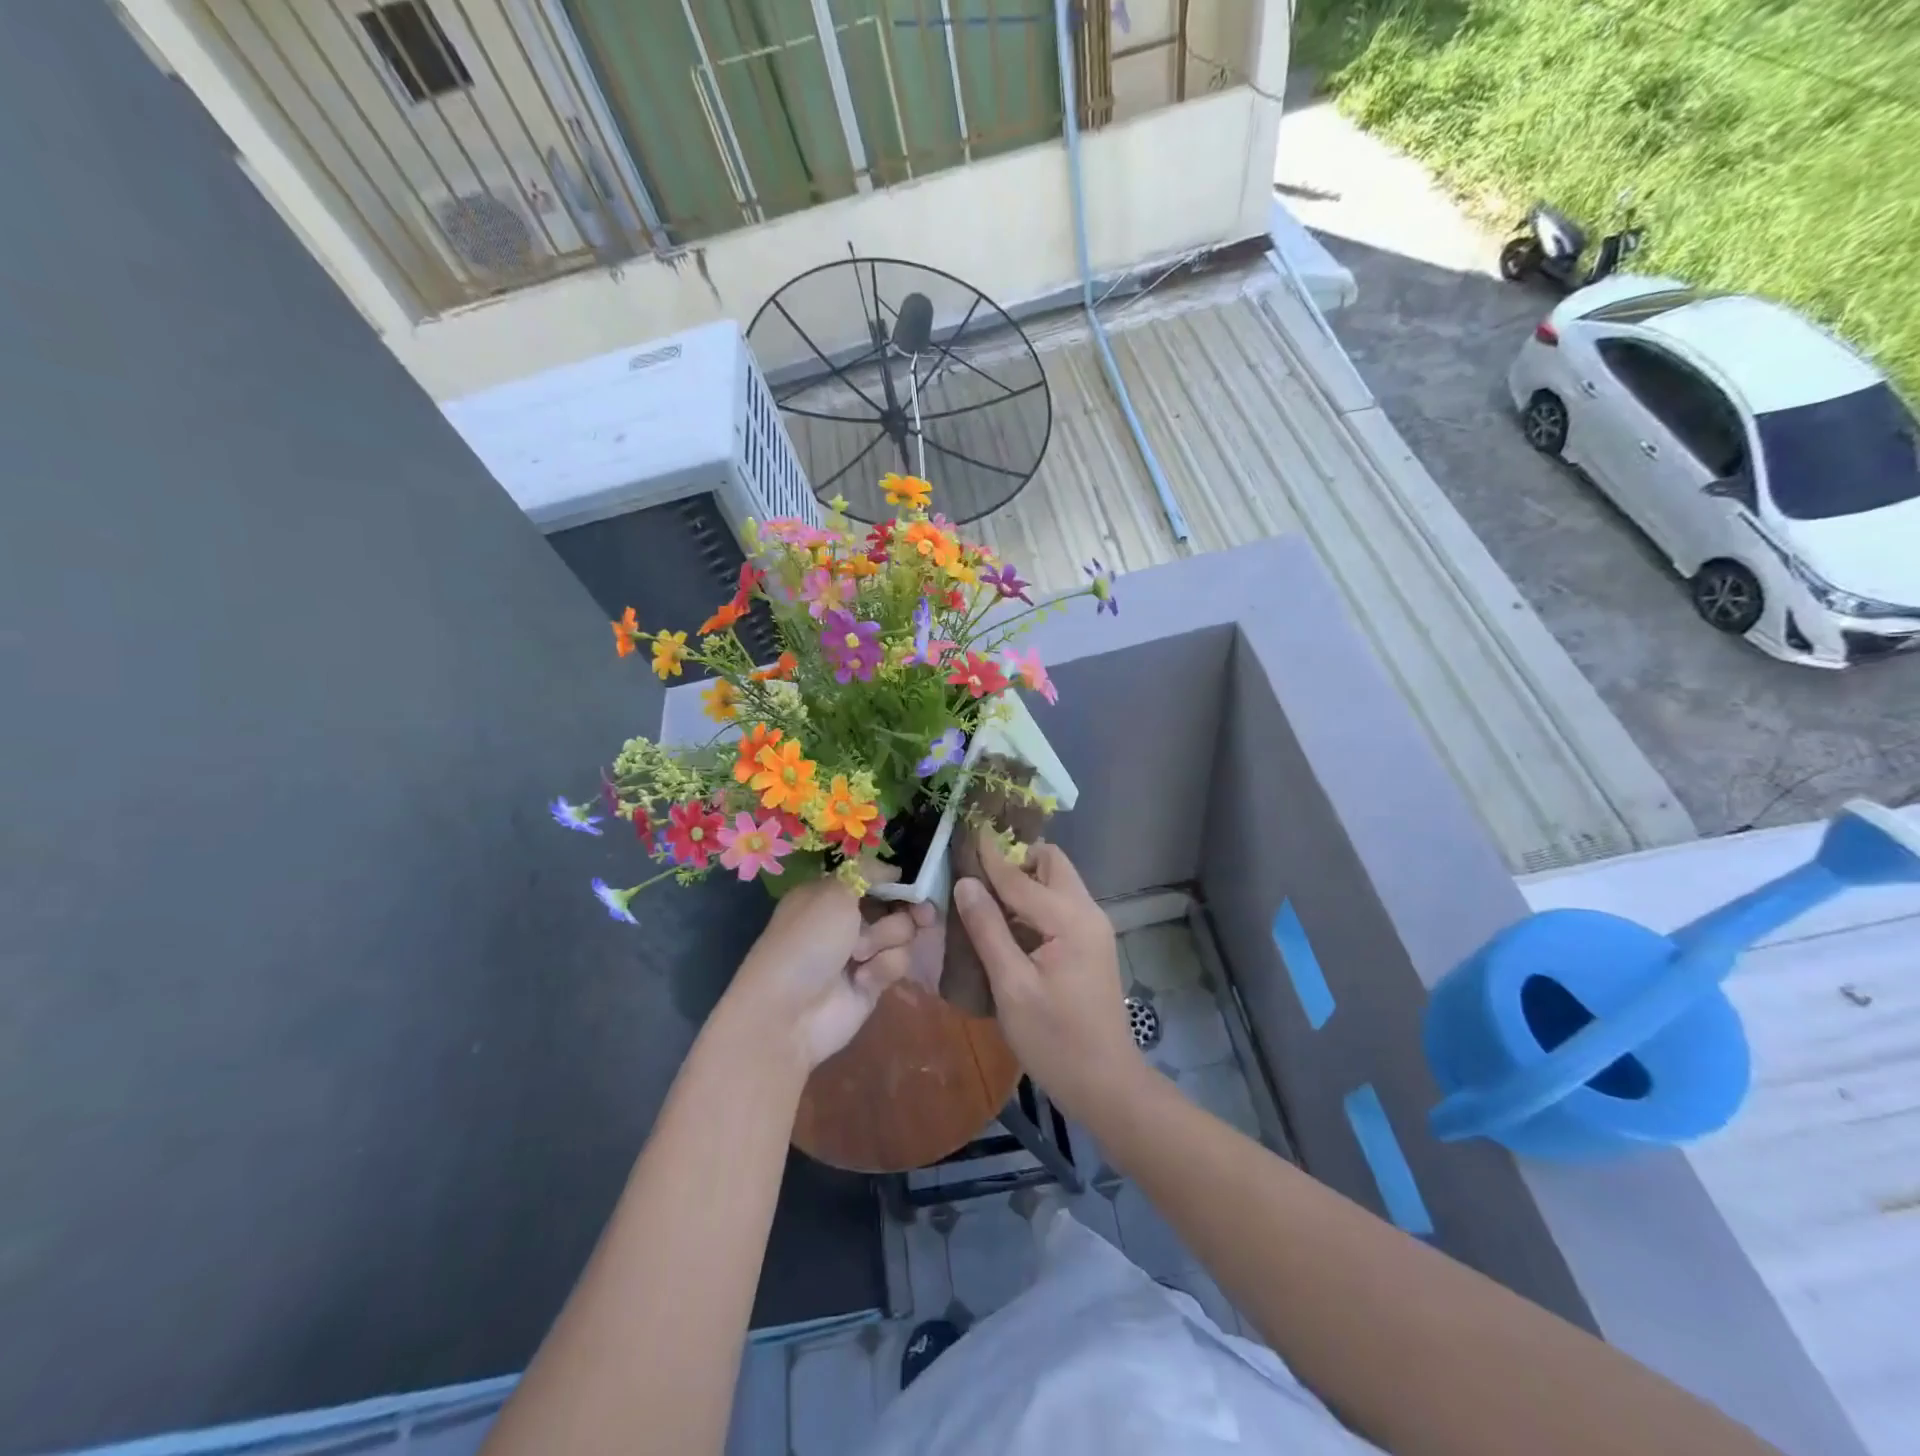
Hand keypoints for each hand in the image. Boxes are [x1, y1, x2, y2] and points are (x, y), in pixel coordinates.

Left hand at [724, 877, 931, 1070]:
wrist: (789, 1012)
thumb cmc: (807, 941)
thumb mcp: (834, 892)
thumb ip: (867, 871)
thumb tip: (894, 869)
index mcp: (830, 894)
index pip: (872, 878)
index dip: (894, 880)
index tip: (913, 882)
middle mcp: (846, 920)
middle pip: (894, 905)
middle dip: (907, 910)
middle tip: (923, 914)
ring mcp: (860, 952)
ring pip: (901, 934)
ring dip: (885, 940)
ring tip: (860, 955)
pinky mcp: (873, 982)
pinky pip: (896, 963)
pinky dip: (882, 967)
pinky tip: (862, 979)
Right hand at [952, 837, 1144, 1119]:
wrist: (1106, 1084)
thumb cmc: (1054, 1040)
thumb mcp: (1011, 986)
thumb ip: (988, 930)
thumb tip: (965, 882)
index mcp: (1069, 919)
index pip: (1020, 876)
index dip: (990, 855)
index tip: (967, 828)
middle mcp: (1087, 912)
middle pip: (1051, 864)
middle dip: (1015, 859)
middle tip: (976, 872)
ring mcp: (1093, 928)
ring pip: (1057, 882)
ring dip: (1024, 880)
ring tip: (984, 895)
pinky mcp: (1090, 944)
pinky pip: (1059, 905)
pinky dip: (1034, 901)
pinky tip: (1006, 923)